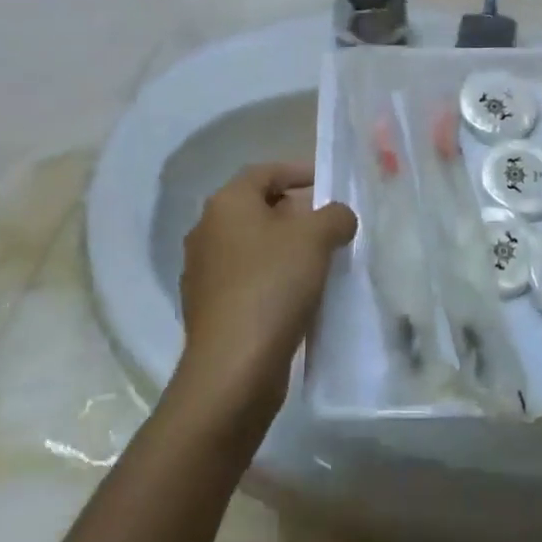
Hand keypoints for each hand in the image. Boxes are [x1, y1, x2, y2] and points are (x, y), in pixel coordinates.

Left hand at [174, 163, 356, 426]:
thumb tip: (338, 216)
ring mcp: (203, 272)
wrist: (232, 370)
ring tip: (321, 261)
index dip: (299, 172)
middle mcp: (207, 230)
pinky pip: (247, 280)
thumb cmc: (272, 286)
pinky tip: (299, 296)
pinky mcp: (209, 308)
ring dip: (285, 248)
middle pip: (257, 208)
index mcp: (226, 203)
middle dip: (295, 213)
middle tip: (330, 225)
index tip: (328, 183)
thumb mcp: (316, 239)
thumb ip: (334, 215)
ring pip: (252, 246)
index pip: (265, 171)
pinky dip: (272, 279)